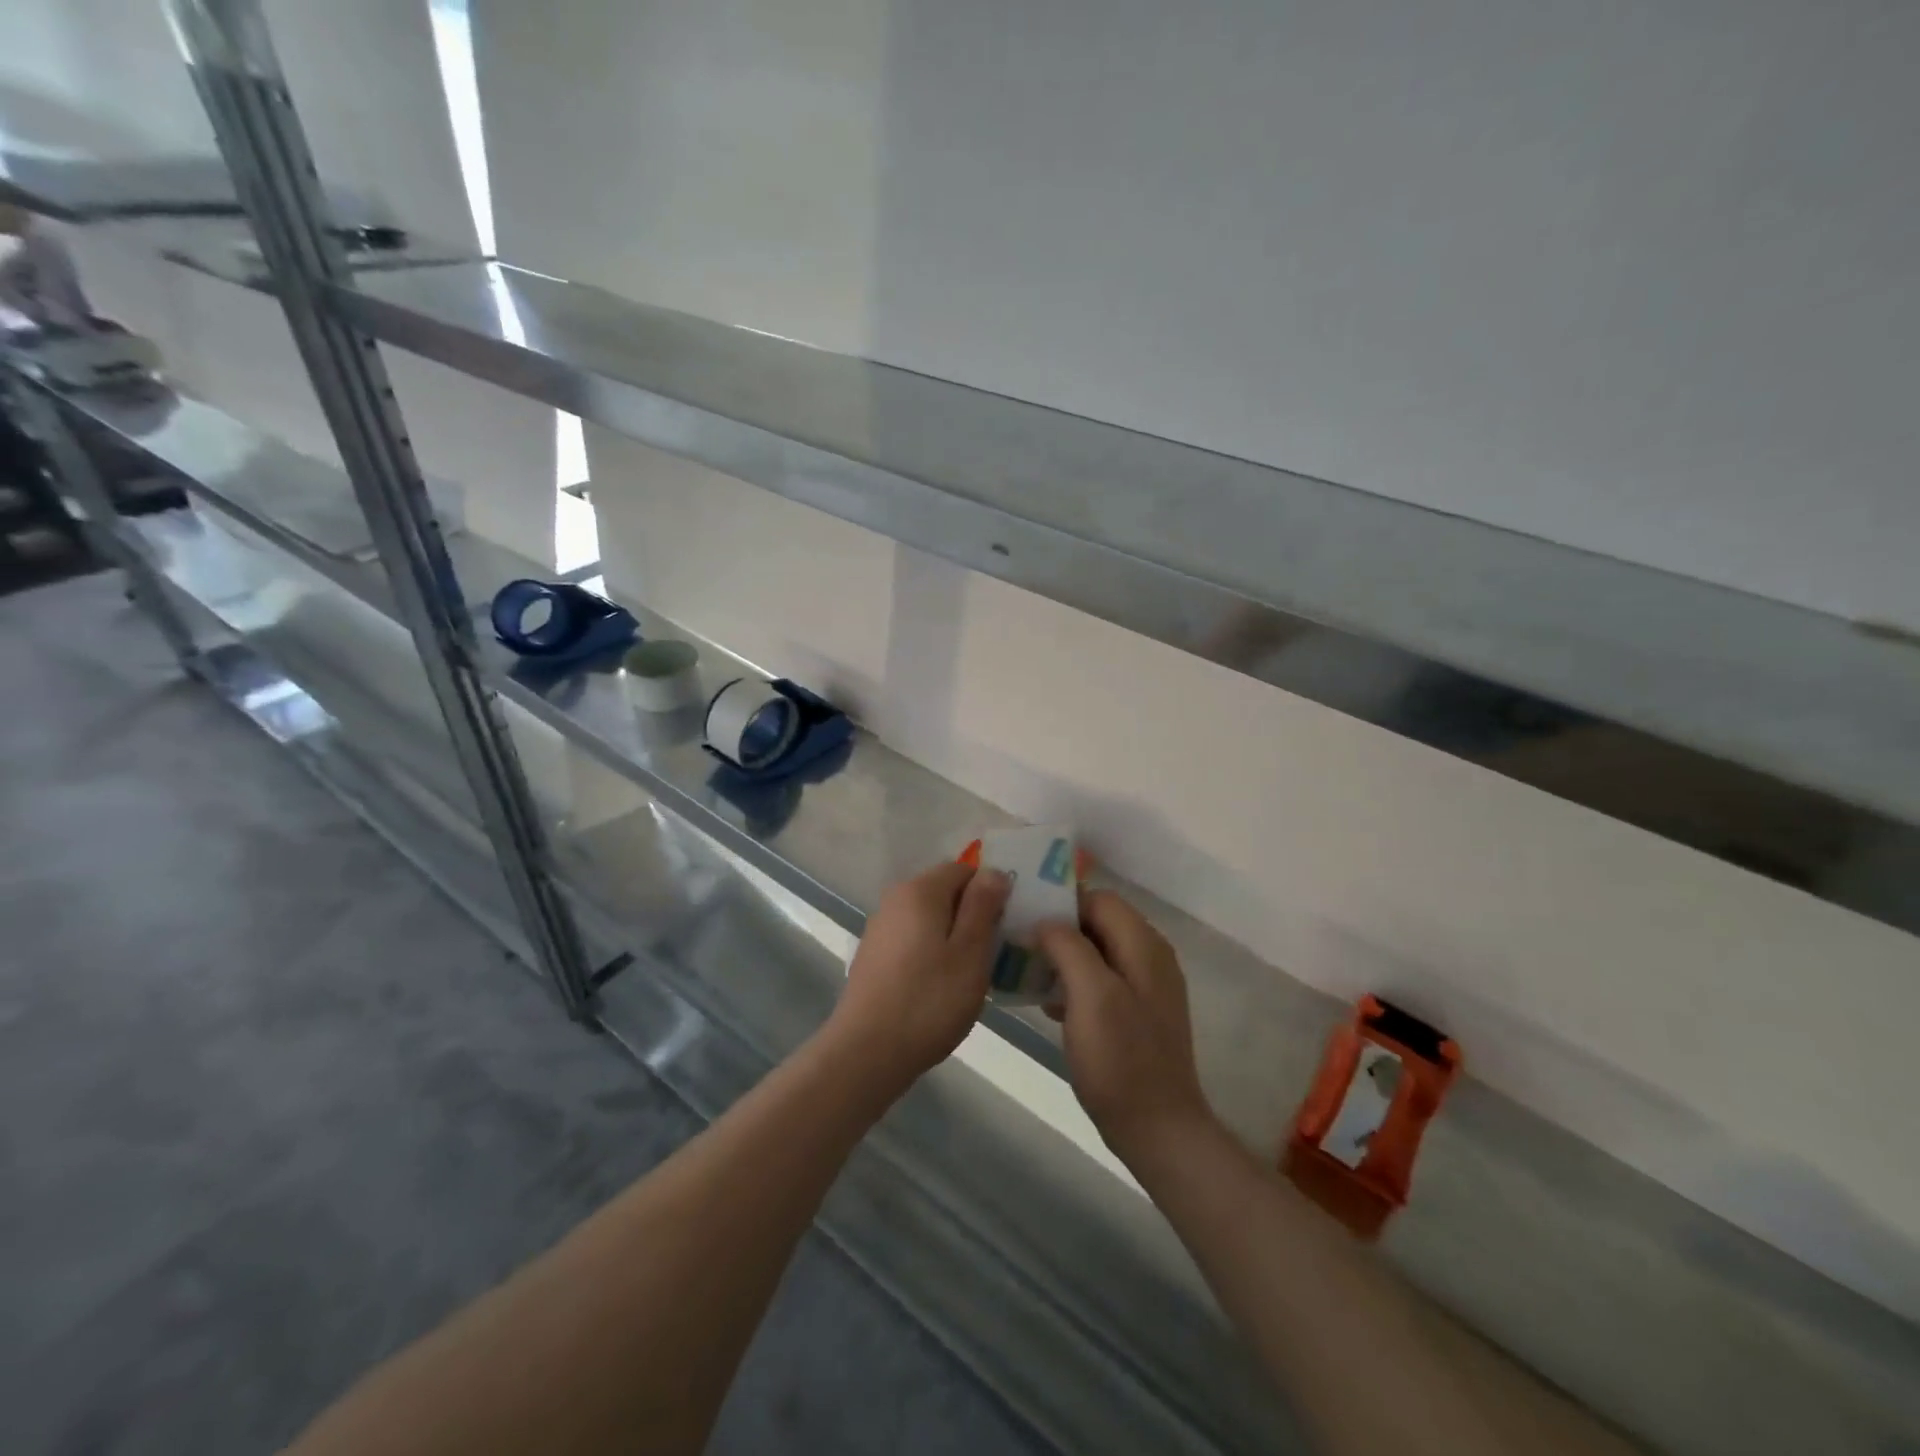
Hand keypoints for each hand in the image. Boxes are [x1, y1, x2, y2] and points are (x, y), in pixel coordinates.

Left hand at [826, 862, 1010, 1096]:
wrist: (867, 1052)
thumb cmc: (929, 1000)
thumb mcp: (970, 953)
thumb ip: (983, 906)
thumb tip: (994, 871)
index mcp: (920, 890)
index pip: (964, 869)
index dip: (989, 892)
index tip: (1005, 926)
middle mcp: (895, 899)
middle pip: (944, 892)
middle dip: (972, 915)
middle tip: (993, 954)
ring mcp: (880, 928)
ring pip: (929, 918)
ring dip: (952, 937)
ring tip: (970, 975)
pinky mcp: (873, 956)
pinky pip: (913, 940)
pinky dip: (931, 953)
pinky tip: (939, 988)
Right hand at [1037, 891, 1214, 1163]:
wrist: (1158, 1129)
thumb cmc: (1121, 1060)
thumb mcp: (1091, 995)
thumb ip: (1069, 947)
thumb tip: (1046, 920)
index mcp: (1143, 945)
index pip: (1099, 898)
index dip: (1062, 901)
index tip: (1024, 913)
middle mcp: (1150, 957)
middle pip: (1098, 923)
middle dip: (1059, 928)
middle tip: (1019, 941)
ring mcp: (1146, 986)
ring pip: (1097, 952)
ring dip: (1063, 956)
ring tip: (1026, 969)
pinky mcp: (1138, 1013)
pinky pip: (1101, 981)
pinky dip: (1075, 983)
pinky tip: (1049, 1004)